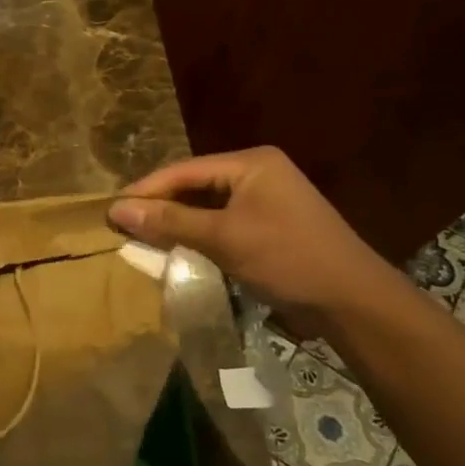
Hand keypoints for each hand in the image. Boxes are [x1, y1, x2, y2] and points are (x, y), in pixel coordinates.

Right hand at [108, 147, 400, 335]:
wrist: (353, 302)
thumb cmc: (287, 258)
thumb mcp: (223, 237)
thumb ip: (169, 221)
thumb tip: (116, 210)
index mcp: (251, 163)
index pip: (184, 170)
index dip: (145, 190)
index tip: (110, 210)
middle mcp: (258, 173)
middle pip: (194, 185)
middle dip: (159, 206)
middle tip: (122, 226)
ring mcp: (266, 201)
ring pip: (206, 206)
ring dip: (176, 223)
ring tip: (141, 238)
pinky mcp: (269, 227)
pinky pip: (222, 223)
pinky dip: (198, 235)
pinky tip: (176, 249)